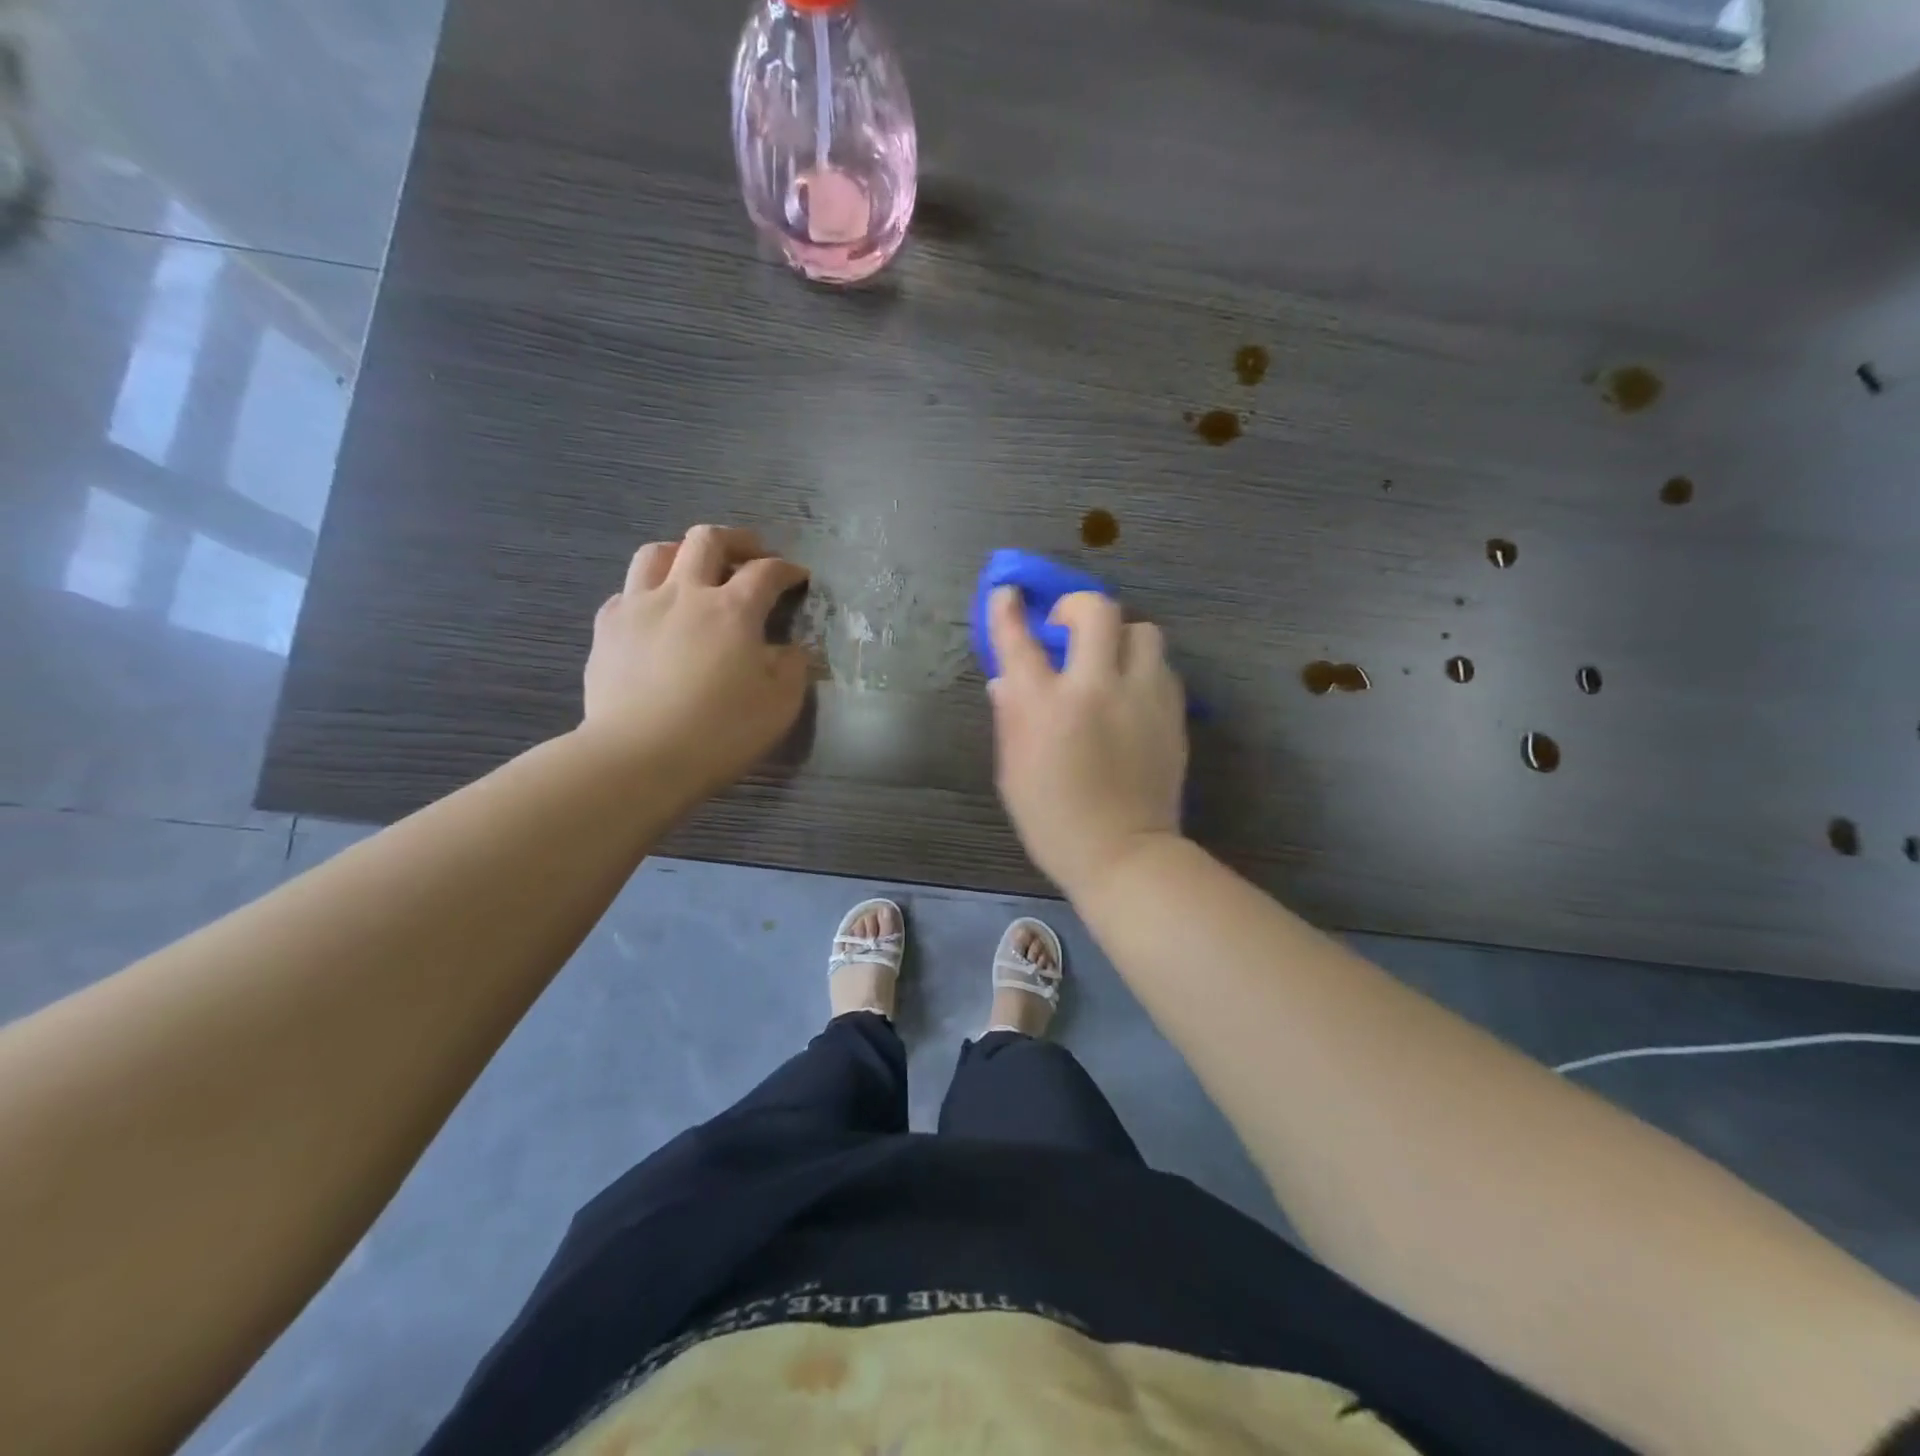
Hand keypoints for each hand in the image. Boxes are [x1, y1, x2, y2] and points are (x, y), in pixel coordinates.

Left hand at [581, 525, 810, 792]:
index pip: (765, 572)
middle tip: (751, 554)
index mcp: (733, 610)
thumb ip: (791, 668)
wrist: (639, 756)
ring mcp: (639, 606)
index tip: (798, 577)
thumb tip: (788, 649)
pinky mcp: (607, 627)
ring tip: (695, 568)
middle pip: (708, 540)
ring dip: (683, 552)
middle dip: (736, 540)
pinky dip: (648, 590)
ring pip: (658, 552)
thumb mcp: (780, 705)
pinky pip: (627, 590)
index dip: (786, 569)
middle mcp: (685, 593)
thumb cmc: (720, 732)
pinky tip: (655, 612)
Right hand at [986, 587, 1188, 894]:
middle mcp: (1095, 688)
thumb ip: (1010, 717)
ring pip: (1143, 630)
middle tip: (1067, 627)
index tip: (1008, 594)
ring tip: (1107, 660)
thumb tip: (1007, 679)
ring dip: (1119, 636)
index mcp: (1045, 706)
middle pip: (1097, 610)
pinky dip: (1142, 667)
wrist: (1122, 853)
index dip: (1009, 610)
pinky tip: (1131, 690)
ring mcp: (1141, 697)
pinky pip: (1161, 666)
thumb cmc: (1053, 819)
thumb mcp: (1013, 770)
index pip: (1020, 639)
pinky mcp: (1172, 712)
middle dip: (1077, 606)